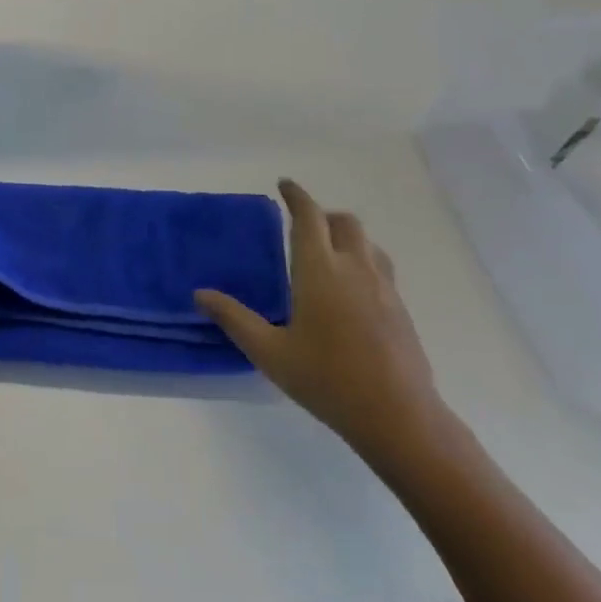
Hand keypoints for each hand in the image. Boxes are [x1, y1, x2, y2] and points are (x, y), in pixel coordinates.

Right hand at [196, 179, 444, 466]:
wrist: (398, 416)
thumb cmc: (326, 379)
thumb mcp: (269, 352)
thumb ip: (234, 319)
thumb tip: (200, 294)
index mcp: (319, 270)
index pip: (309, 217)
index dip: (296, 196)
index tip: (284, 185)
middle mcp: (354, 268)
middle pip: (344, 222)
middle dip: (322, 215)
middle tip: (302, 226)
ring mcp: (383, 287)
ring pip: (366, 242)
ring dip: (345, 236)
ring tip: (327, 254)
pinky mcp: (400, 308)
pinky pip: (380, 266)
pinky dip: (362, 260)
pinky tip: (350, 291)